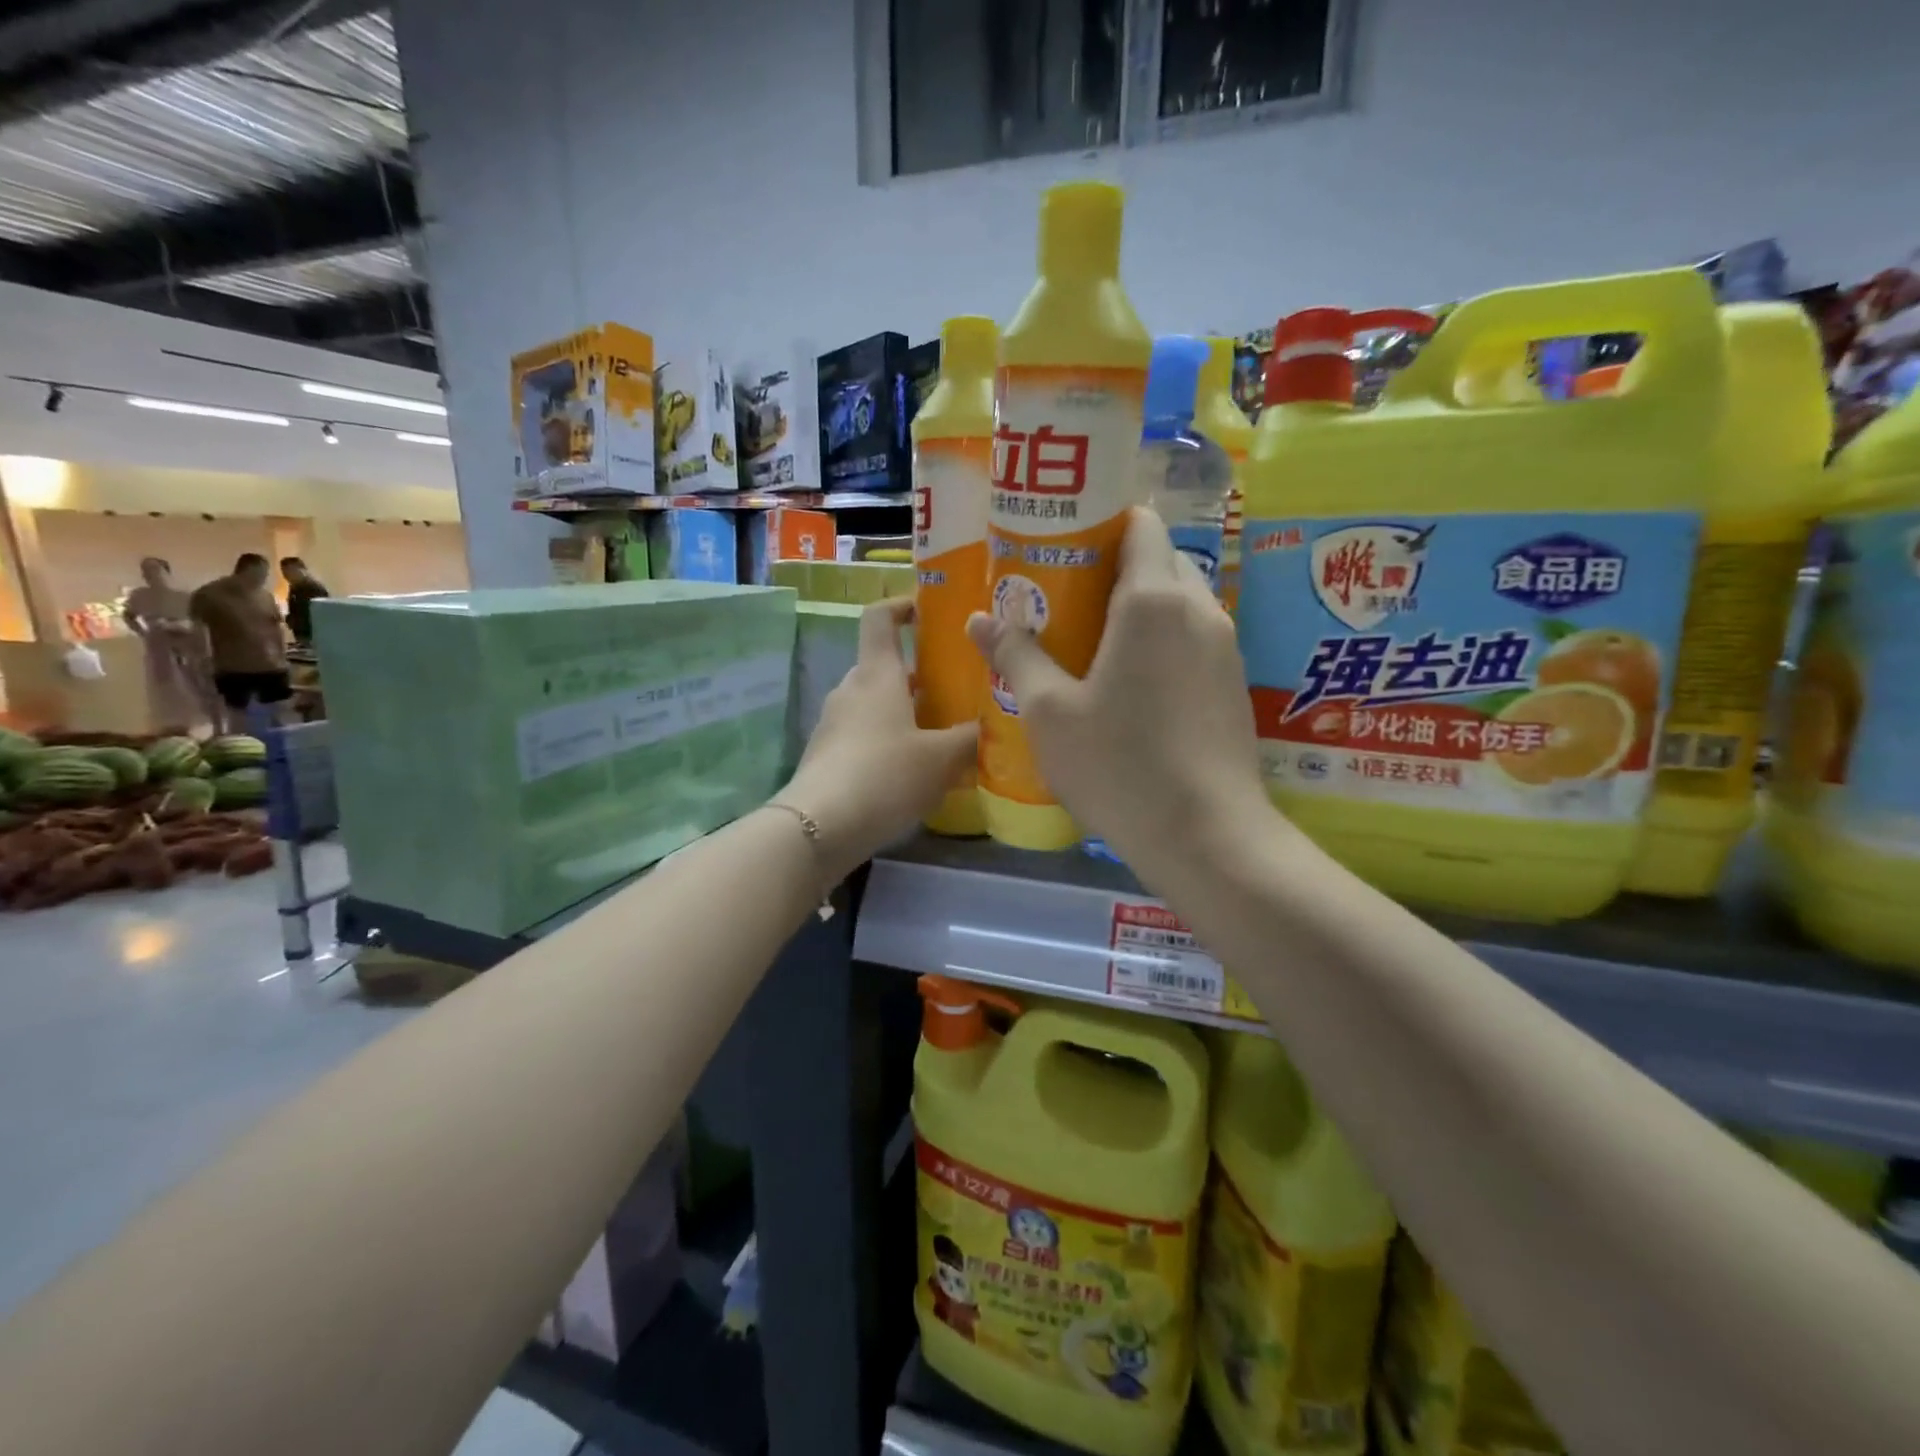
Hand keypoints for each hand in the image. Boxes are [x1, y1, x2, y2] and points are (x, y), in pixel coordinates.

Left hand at [783, 597, 977, 878]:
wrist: (818, 827)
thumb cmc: (885, 776)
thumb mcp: (941, 758)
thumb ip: (970, 738)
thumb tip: (991, 724)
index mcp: (877, 675)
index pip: (880, 618)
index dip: (902, 606)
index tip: (928, 611)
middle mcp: (851, 690)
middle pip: (885, 666)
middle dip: (920, 675)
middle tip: (957, 690)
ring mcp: (834, 723)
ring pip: (876, 704)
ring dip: (906, 712)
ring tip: (943, 735)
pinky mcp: (827, 756)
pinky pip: (864, 734)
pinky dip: (889, 740)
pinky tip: (914, 771)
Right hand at [967, 507, 1268, 873]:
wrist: (1207, 835)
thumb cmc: (1119, 765)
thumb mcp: (1049, 712)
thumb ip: (1016, 656)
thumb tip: (979, 619)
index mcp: (1153, 599)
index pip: (1140, 524)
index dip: (1102, 522)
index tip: (1063, 545)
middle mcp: (1199, 610)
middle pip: (1160, 561)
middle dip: (1114, 568)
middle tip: (1065, 598)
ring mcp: (1225, 648)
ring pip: (1179, 603)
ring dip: (1139, 608)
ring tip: (1091, 641)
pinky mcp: (1233, 685)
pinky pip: (1193, 639)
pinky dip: (1162, 641)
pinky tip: (1130, 684)